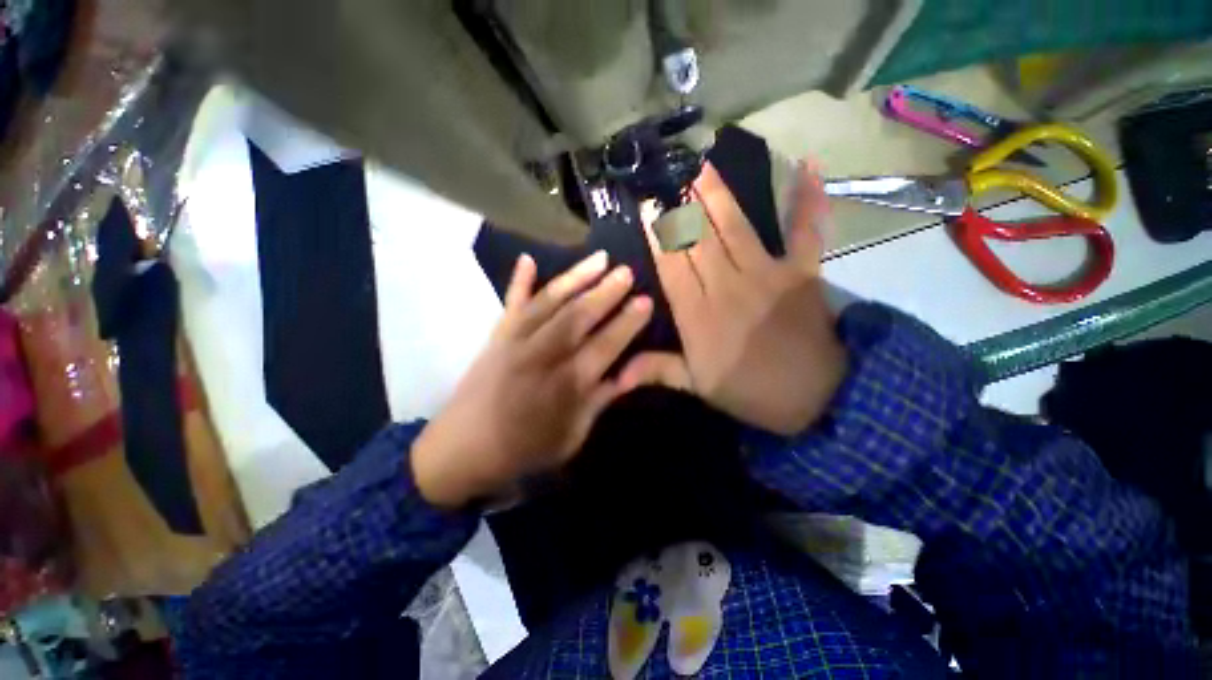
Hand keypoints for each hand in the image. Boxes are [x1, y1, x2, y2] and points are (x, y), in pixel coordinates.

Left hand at [412, 251, 652, 506]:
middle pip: (577, 317)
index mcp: (564, 387)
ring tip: (599, 258)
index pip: (604, 346)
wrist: (461, 450)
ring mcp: (514, 342)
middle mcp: (540, 357)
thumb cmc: (525, 449)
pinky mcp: (495, 336)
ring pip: (549, 302)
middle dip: (606, 292)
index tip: (646, 301)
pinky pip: (510, 304)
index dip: (626, 324)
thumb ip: (601, 399)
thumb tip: (631, 372)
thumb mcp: (573, 436)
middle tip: (627, 271)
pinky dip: (518, 280)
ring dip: (575, 278)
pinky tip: (527, 259)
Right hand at [620, 161, 845, 435]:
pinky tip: (807, 166)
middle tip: (671, 175)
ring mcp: (768, 274)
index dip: (658, 235)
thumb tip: (616, 375)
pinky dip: (808, 199)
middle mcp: (728, 286)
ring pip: (737, 227)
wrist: (817, 397)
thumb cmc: (751, 392)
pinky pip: (805, 230)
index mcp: (699, 315)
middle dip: (683, 206)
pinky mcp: (802, 271)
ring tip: (704, 166)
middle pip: (700, 239)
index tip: (647, 207)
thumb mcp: (699, 386)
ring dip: (719, 195)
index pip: (673, 266)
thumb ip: (659, 371)